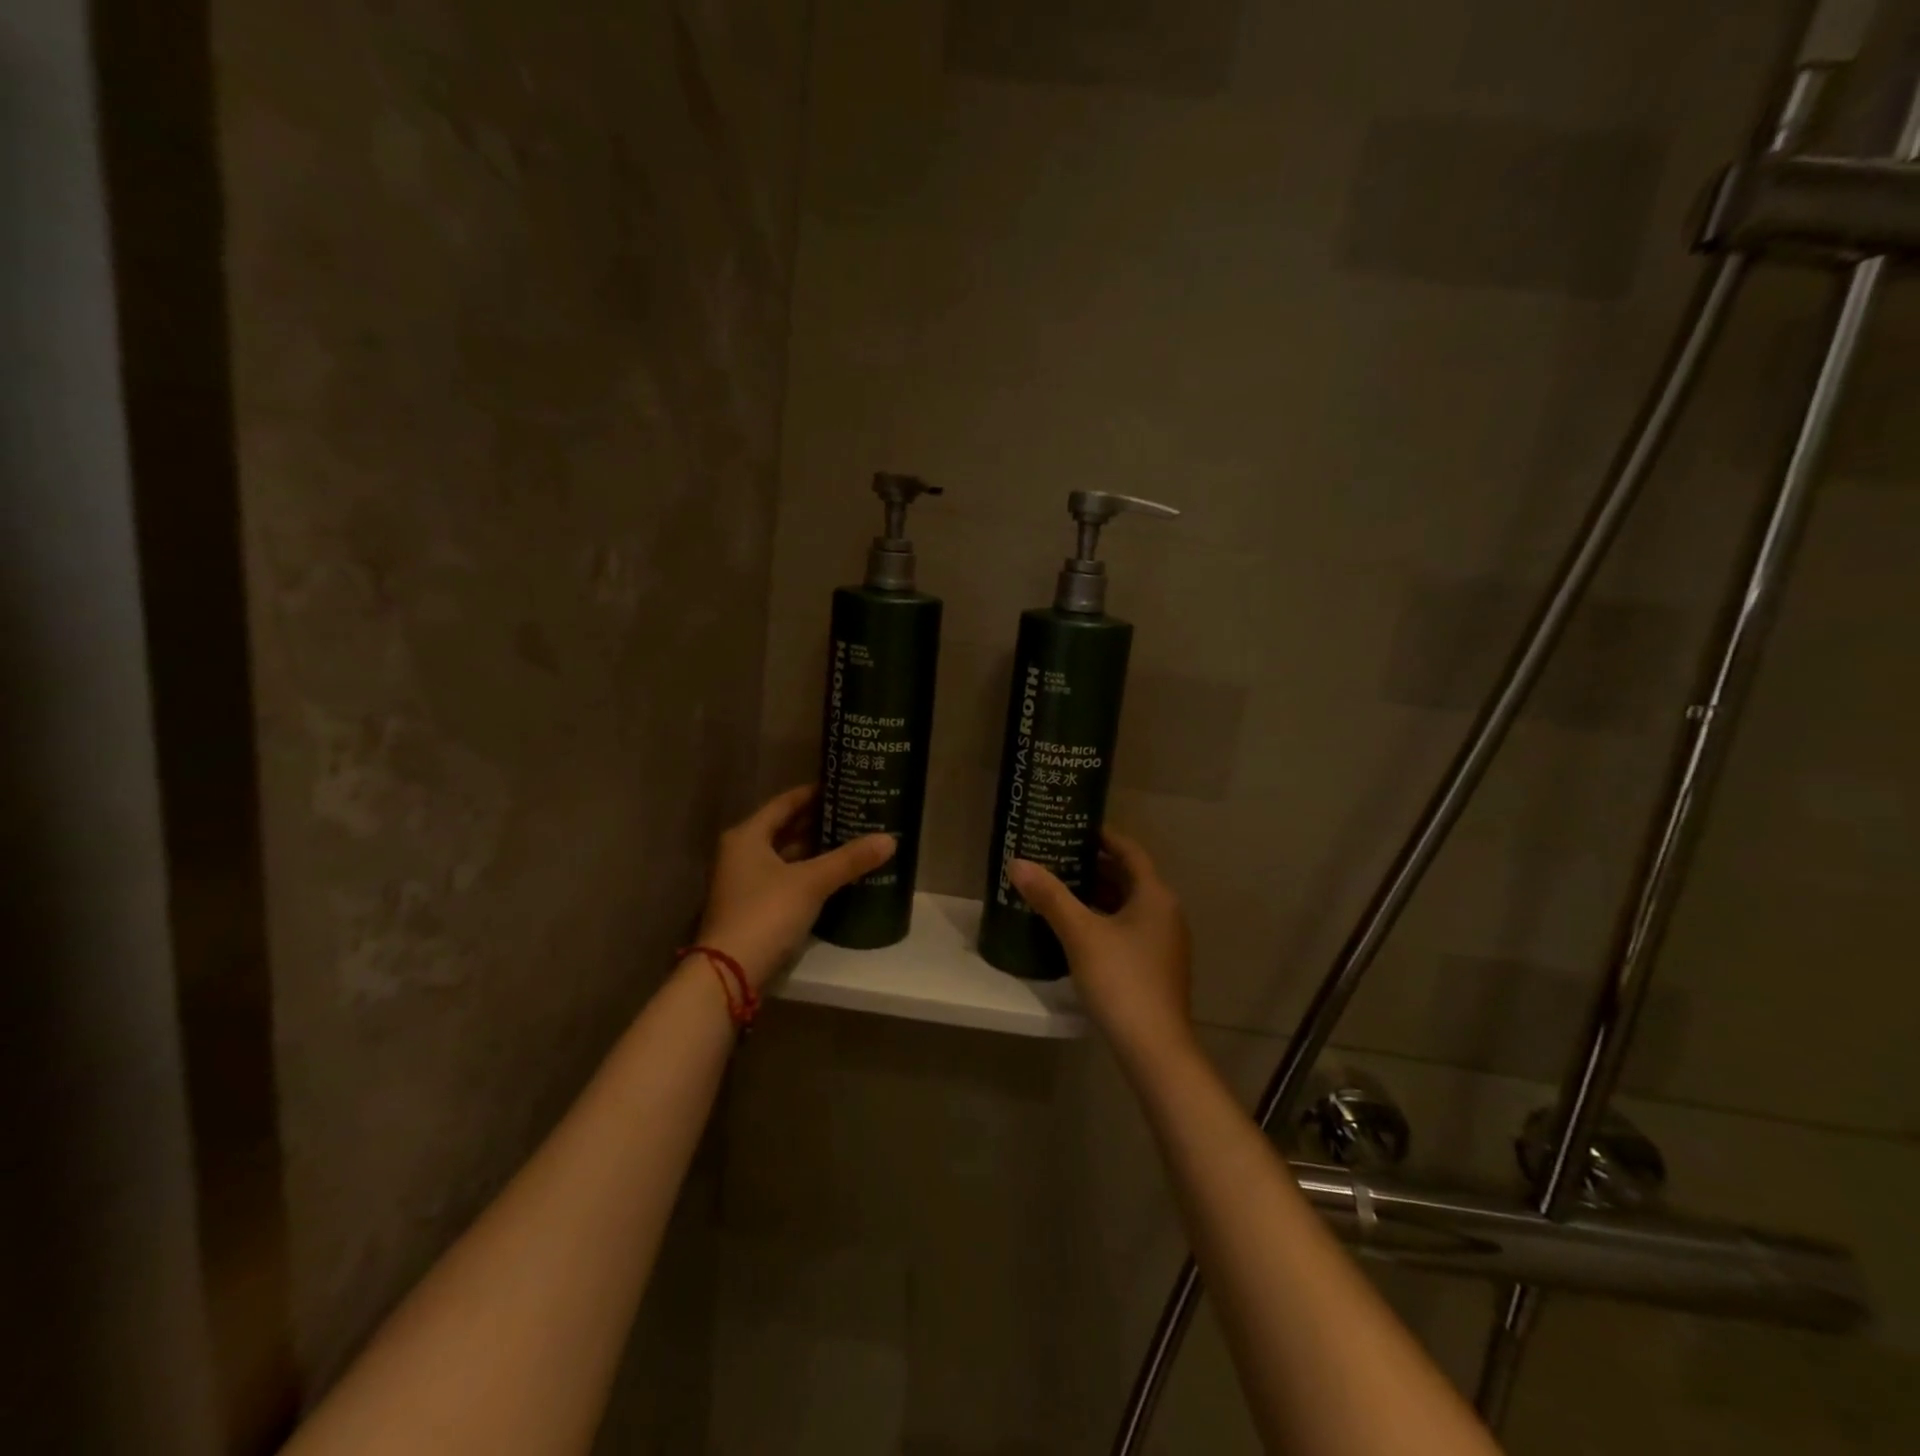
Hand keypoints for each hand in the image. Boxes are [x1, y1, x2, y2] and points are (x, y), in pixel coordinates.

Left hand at [694, 785, 894, 988]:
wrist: (729, 973)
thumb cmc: (765, 913)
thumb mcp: (811, 882)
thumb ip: (849, 859)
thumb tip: (890, 839)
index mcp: (747, 836)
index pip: (784, 803)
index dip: (813, 794)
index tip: (843, 787)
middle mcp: (740, 853)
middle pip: (784, 829)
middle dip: (818, 823)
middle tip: (854, 813)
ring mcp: (744, 883)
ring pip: (785, 857)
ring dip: (814, 850)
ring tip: (851, 841)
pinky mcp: (752, 908)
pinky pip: (785, 879)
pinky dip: (807, 874)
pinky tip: (834, 876)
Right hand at [1009, 828, 1195, 1069]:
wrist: (1155, 1048)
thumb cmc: (1121, 980)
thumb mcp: (1080, 934)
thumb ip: (1050, 896)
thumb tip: (1018, 862)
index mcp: (1155, 896)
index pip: (1129, 851)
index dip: (1103, 836)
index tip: (1072, 828)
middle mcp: (1165, 913)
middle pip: (1128, 878)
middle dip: (1093, 866)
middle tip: (1056, 857)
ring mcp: (1164, 943)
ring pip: (1127, 906)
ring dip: (1096, 895)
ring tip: (1058, 889)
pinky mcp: (1156, 967)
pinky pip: (1128, 929)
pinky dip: (1103, 920)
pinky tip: (1075, 930)